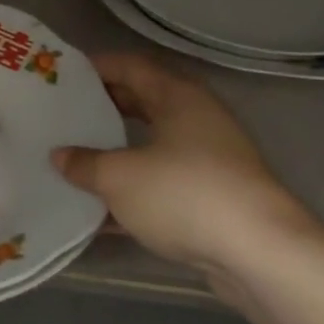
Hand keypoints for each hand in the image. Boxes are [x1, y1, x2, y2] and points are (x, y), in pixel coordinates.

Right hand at [52, 52, 322, 290]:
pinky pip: (164, 182)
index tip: (63, 74)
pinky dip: (135, 189)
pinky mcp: (215, 198)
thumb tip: (60, 156)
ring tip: (77, 155)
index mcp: (178, 97)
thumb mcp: (119, 178)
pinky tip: (102, 209)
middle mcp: (198, 120)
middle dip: (104, 106)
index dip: (96, 66)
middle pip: (143, 102)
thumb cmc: (186, 195)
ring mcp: (211, 161)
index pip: (131, 66)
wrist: (263, 257)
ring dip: (117, 150)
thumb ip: (84, 164)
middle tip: (66, 111)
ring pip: (153, 144)